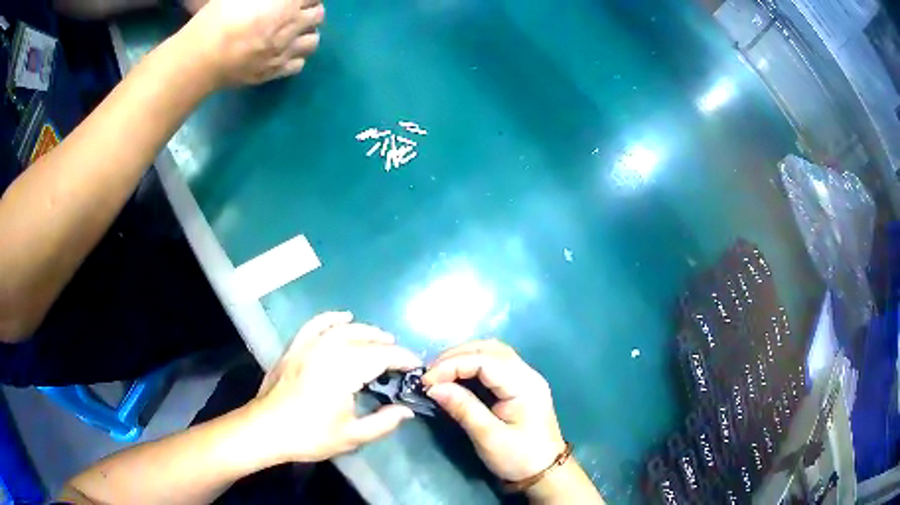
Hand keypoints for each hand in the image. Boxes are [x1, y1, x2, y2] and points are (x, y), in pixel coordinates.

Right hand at [182, 0, 324, 84]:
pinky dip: (295, 57)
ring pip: (313, 41)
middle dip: (310, 10)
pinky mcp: (274, 72)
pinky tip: (283, 52)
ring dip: (306, 33)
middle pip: (318, 16)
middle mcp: (292, 26)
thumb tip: (276, 2)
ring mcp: (285, 52)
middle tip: (295, 11)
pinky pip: (298, 65)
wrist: (200, 58)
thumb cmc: (217, 18)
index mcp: (287, 3)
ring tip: (293, 32)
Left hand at [247, 312, 420, 463]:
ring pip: (342, 329)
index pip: (381, 356)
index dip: (402, 359)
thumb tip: (406, 410)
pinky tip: (343, 317)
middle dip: (387, 346)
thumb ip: (383, 422)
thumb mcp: (352, 436)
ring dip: (365, 330)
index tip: (416, 366)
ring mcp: (308, 346)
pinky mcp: (294, 347)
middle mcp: (327, 351)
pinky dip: (330, 318)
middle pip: (364, 340)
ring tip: (381, 338)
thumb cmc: (309, 435)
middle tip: (400, 358)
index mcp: (343, 371)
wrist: (265, 429)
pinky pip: (315, 325)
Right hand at [422, 340, 565, 482]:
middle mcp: (527, 373)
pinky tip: (456, 376)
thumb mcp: (488, 436)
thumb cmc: (518, 457)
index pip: (485, 360)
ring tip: (439, 373)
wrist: (545, 472)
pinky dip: (472, 365)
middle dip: (455, 357)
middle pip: (489, 349)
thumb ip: (463, 408)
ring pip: (491, 352)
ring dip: (463, 357)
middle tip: (429, 375)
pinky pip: (494, 364)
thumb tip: (433, 387)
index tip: (427, 382)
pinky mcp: (519, 385)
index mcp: (524, 384)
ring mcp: (524, 377)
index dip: (452, 365)